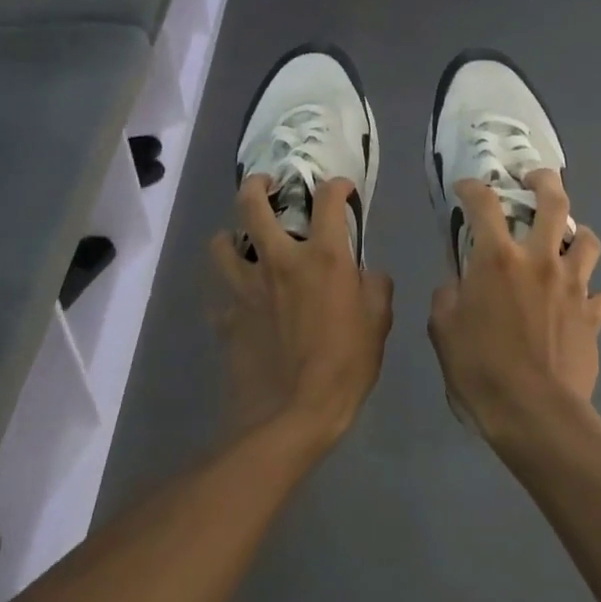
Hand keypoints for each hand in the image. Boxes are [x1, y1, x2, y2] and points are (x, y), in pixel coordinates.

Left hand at [208, 175, 392, 448]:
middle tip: (266, 185)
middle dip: (257, 186)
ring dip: (230, 236)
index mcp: (324, 258)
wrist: (292, 415)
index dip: (336, 186)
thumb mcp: (379, 324)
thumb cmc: (345, 366)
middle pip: (253, 205)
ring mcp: (246, 289)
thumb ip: (376, 288)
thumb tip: (368, 274)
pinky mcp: (226, 318)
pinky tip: (240, 302)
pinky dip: (230, 293)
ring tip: (239, 240)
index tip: (341, 189)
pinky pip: (221, 296)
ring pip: (222, 244)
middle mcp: (280, 261)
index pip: (327, 200)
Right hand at [427, 171, 600, 443]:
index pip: (484, 204)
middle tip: (536, 179)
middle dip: (545, 181)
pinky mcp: (593, 314)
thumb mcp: (443, 330)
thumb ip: (448, 297)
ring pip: (588, 240)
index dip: (473, 188)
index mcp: (498, 259)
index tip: (467, 187)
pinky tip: (582, 304)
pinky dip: (592, 295)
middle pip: (554, 202)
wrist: (535, 413)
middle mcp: (540, 260)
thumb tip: (457, 284)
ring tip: (568, 240)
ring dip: (578, 234)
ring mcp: (573, 285)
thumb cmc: (480, 369)